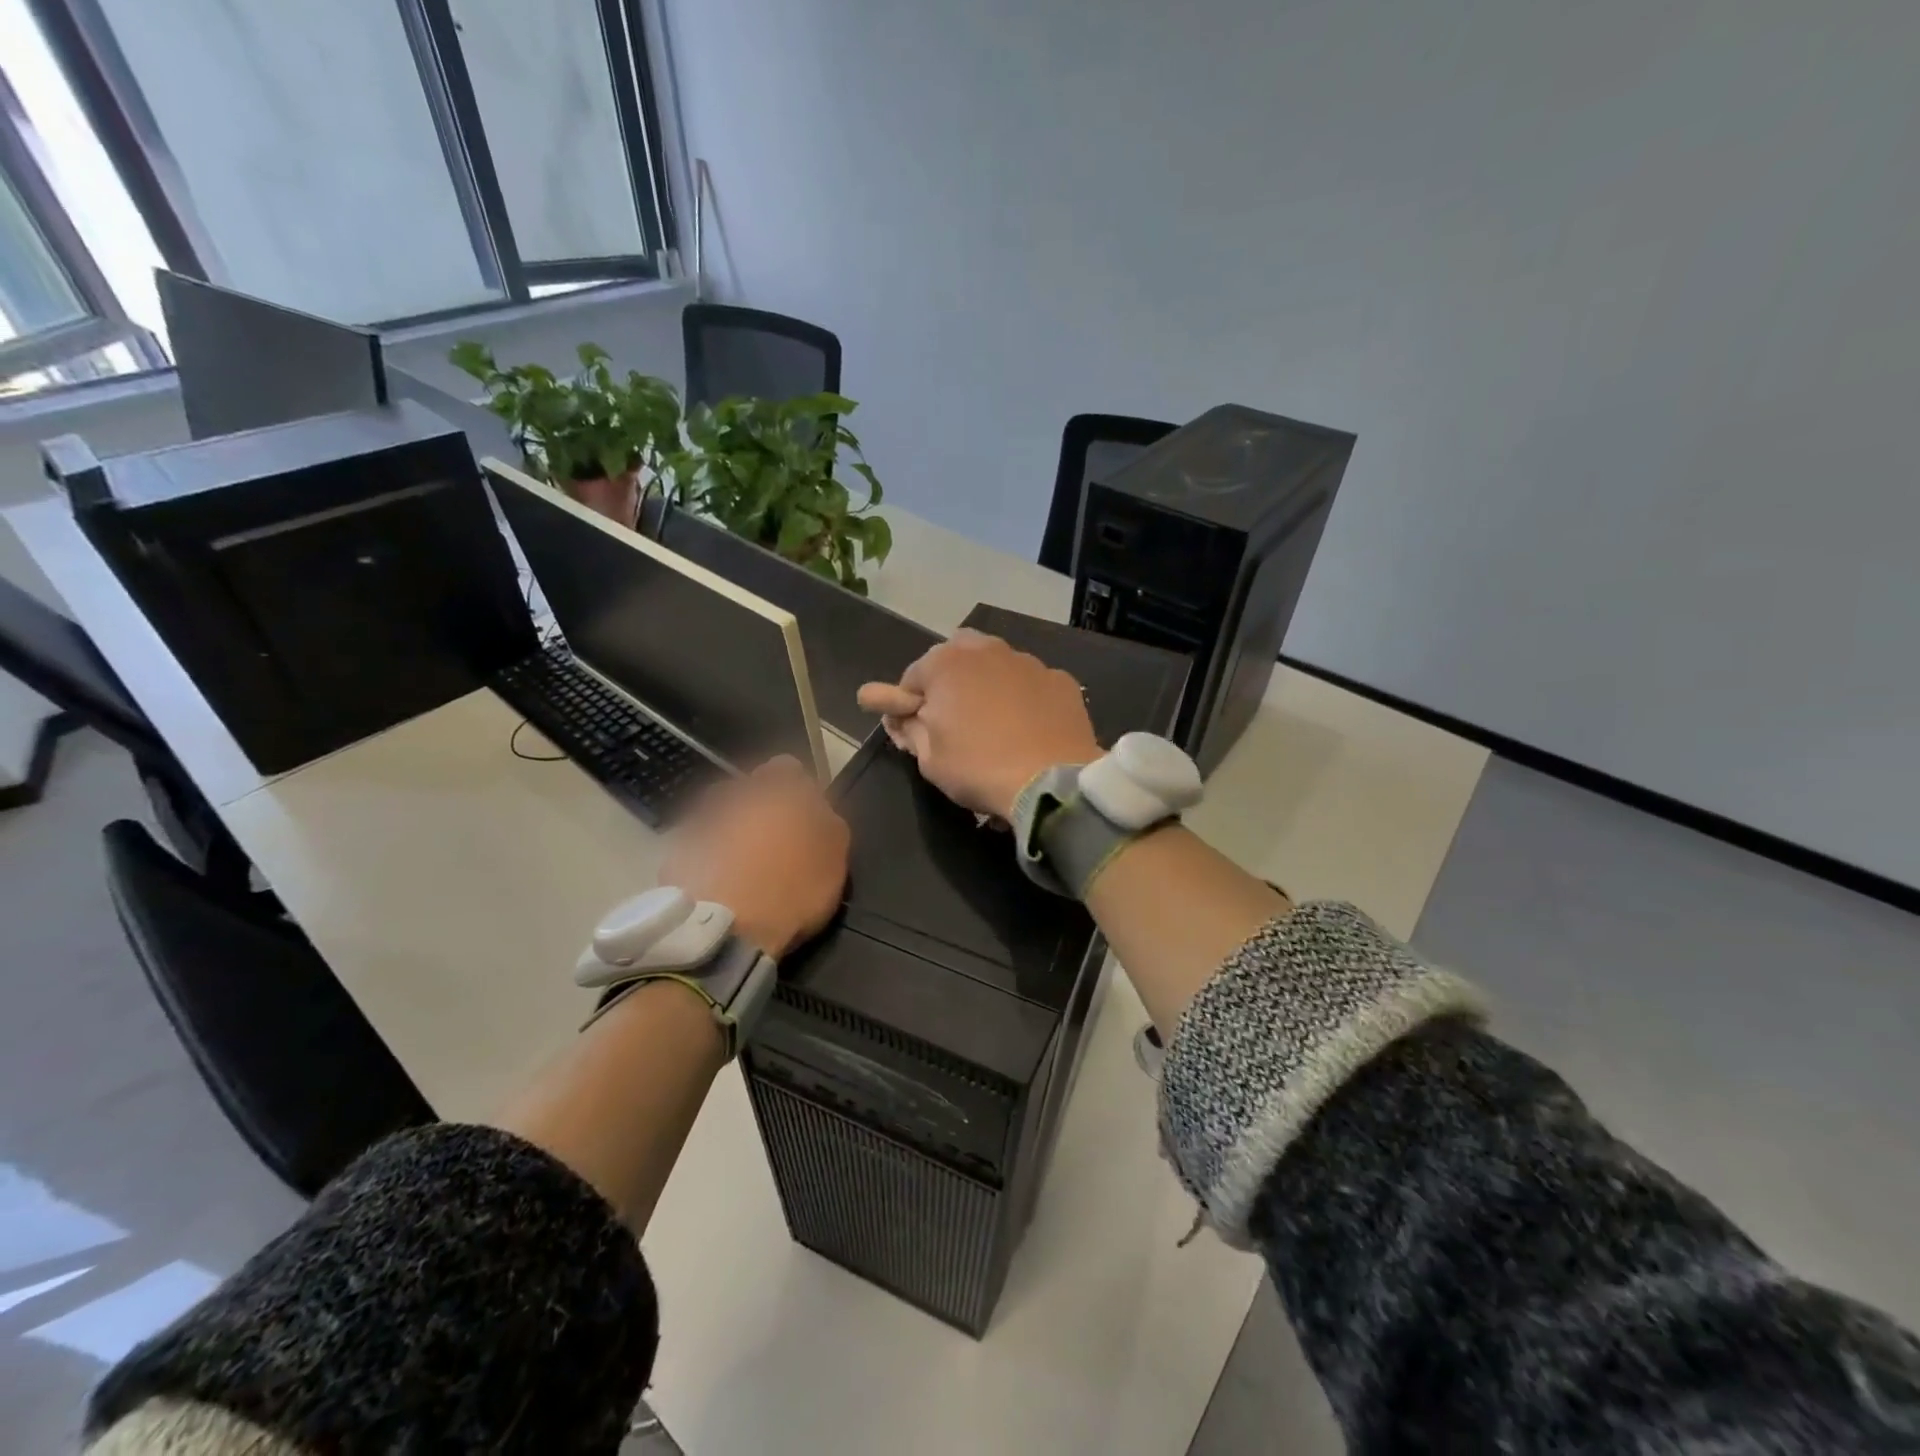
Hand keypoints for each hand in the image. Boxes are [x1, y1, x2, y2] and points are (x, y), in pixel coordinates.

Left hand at [658, 756, 849, 957]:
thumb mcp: (835, 857)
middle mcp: (737, 794)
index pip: (788, 768)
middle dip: (758, 808)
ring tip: (740, 868)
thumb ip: (828, 823)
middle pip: (749, 790)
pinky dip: (707, 858)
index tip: (803, 818)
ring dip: (730, 832)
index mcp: (779, 788)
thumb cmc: (793, 888)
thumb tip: (818, 812)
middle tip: (772, 844)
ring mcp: (701, 821)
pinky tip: (718, 885)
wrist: (725, 929)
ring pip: (720, 816)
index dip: (797, 791)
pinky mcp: (675, 851)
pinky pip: (697, 846)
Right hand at [856, 630, 1101, 819]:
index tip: (913, 730)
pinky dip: (1024, 698)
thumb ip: (909, 729)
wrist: (1051, 782)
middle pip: (956, 656)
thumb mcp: (929, 759)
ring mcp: (1029, 662)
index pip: (911, 677)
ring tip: (994, 723)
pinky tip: (1028, 727)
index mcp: (945, 664)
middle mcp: (986, 650)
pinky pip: (1031, 683)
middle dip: (948, 680)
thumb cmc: (979, 768)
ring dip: (988, 684)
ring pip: (997, 665)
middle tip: (952, 719)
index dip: (908, 705)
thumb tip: (897, 715)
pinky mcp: (1061, 680)